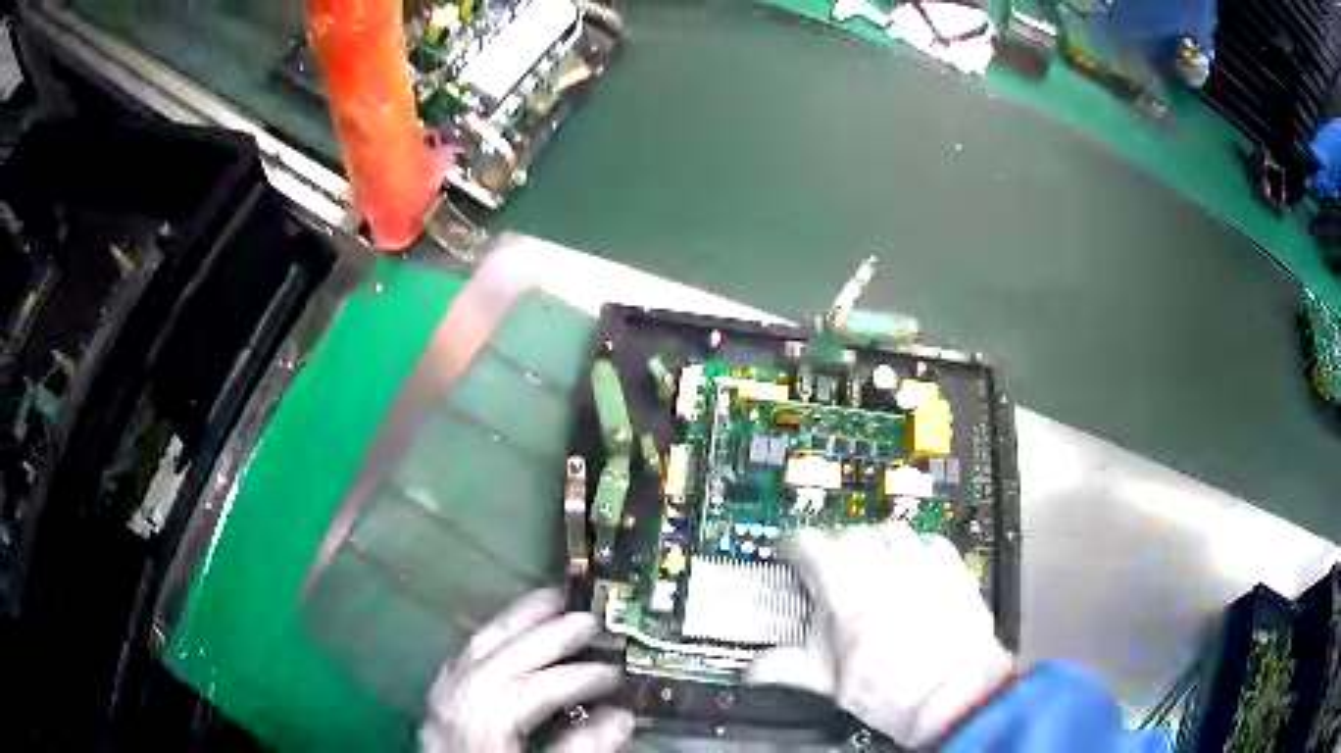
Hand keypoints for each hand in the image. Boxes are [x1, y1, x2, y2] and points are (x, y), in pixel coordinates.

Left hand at [421, 588, 633, 752]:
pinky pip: (460, 659)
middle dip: (547, 637)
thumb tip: (620, 719)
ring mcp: (441, 704)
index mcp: (482, 731)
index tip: (617, 679)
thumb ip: (579, 750)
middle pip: (501, 663)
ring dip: (514, 622)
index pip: (533, 695)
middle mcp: (456, 710)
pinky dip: (487, 638)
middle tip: (589, 620)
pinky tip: (504, 631)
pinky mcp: (437, 704)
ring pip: (474, 651)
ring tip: (549, 601)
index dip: (578, 681)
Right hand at [747, 522, 1013, 747]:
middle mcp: (883, 567)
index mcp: (846, 590)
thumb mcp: (830, 682)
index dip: (793, 546)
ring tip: (869, 561)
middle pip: (848, 533)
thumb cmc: (893, 692)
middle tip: (827, 565)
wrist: (953, 695)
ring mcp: (921, 563)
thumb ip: (786, 668)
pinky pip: (928, 541)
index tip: (789, 552)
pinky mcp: (951, 567)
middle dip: (832, 545)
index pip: (808, 545)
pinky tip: (911, 565)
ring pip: (889, 530)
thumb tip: (754, 670)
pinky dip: (914, 547)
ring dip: (873, 540)